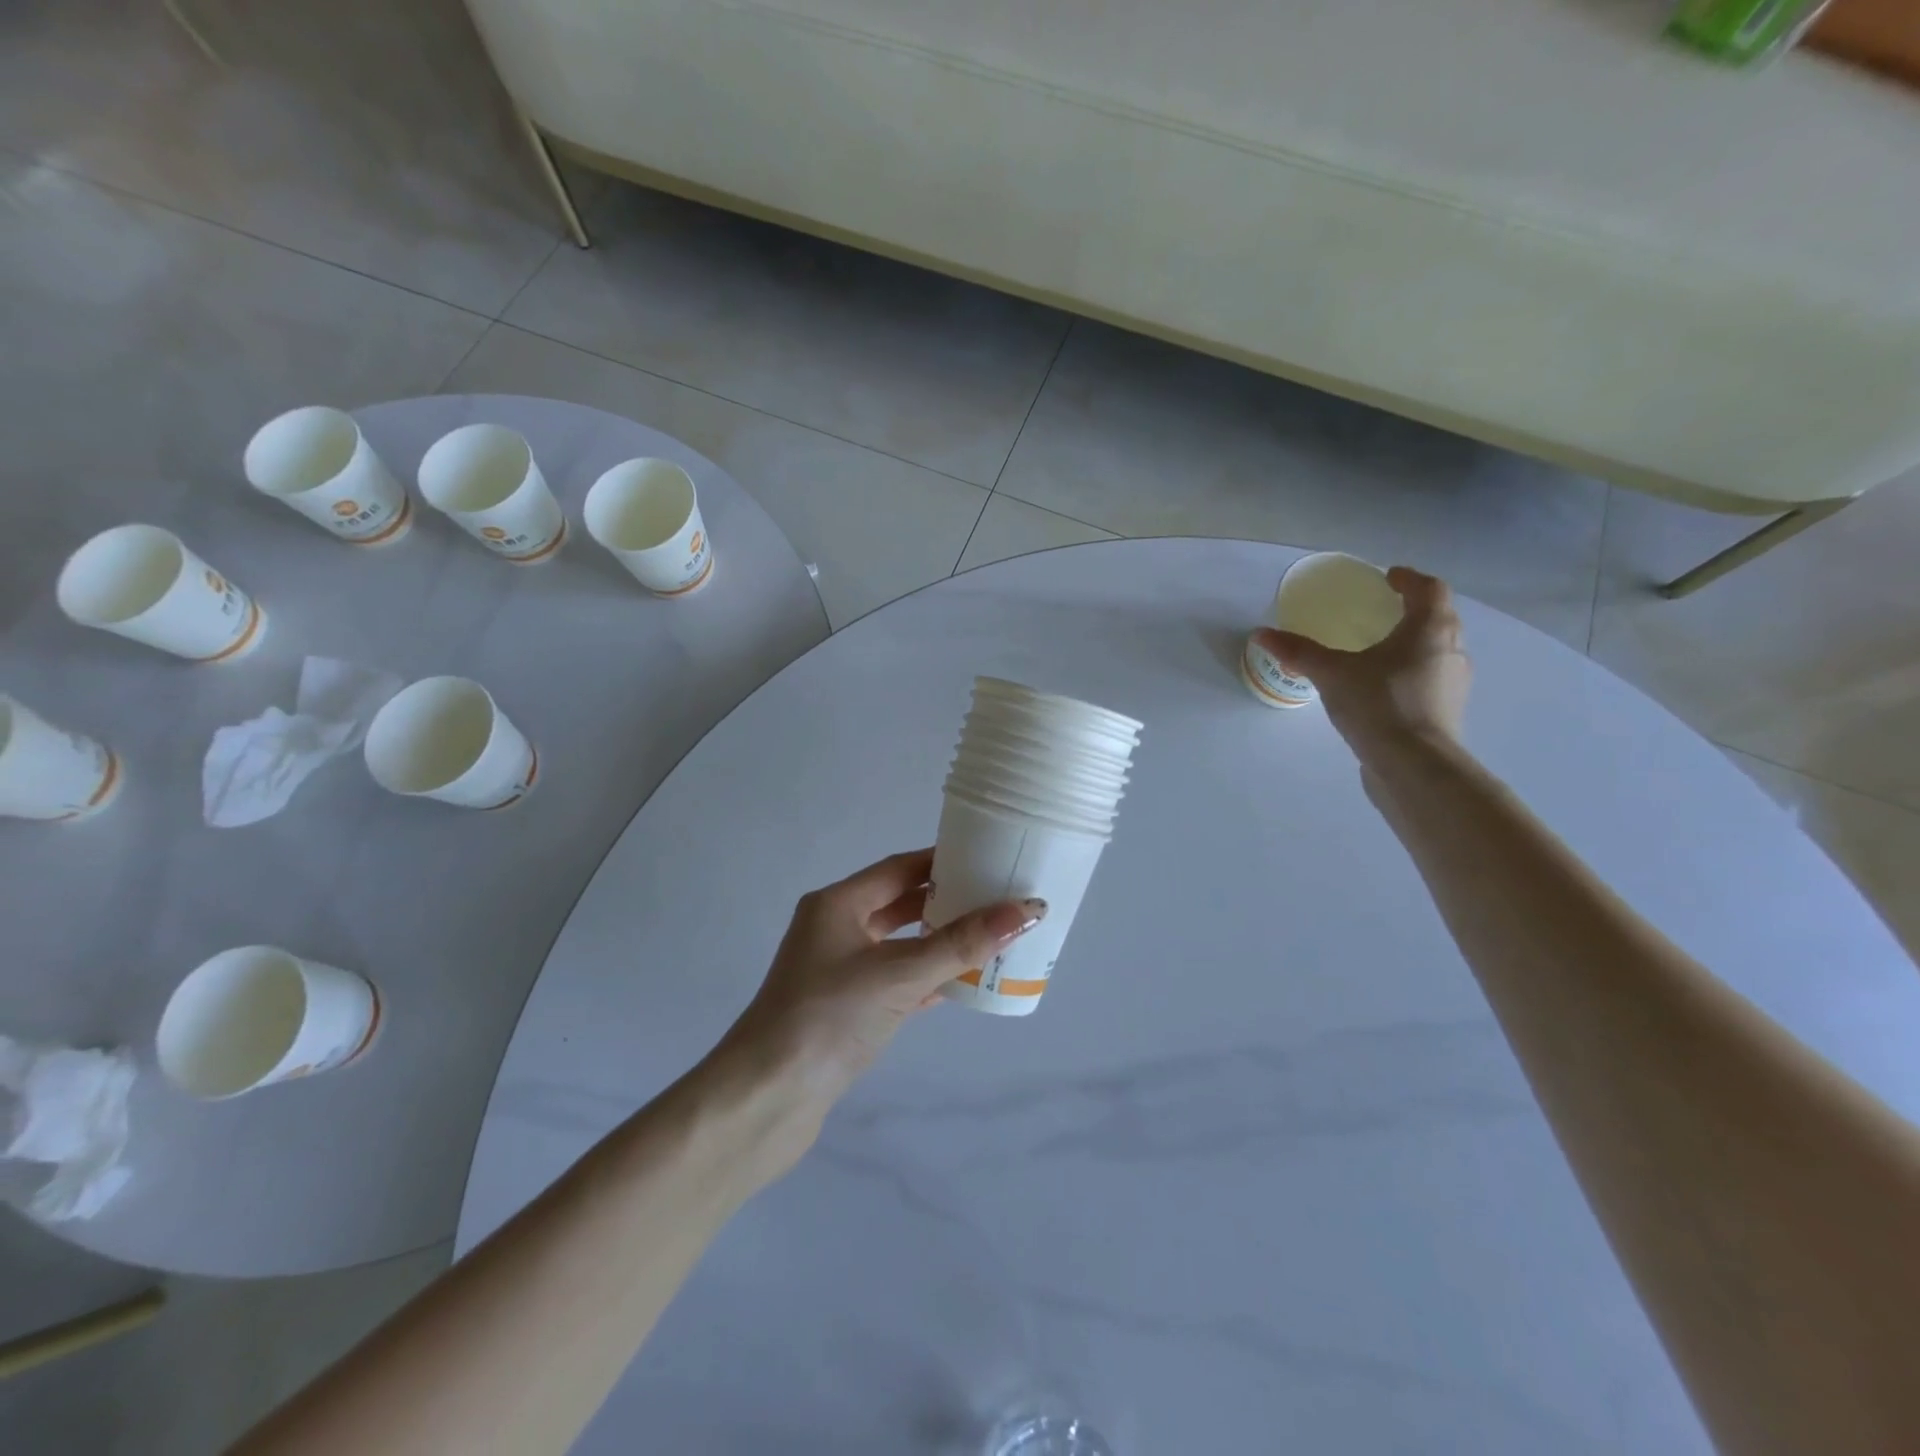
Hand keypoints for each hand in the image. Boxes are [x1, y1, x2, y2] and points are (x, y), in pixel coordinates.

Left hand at [721, 848, 1042, 1113]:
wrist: (767, 1099)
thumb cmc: (828, 1017)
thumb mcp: (899, 974)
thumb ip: (962, 944)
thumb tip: (1027, 910)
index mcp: (837, 904)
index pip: (899, 868)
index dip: (942, 861)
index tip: (987, 857)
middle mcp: (834, 929)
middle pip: (899, 904)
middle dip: (946, 902)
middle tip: (997, 898)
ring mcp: (837, 971)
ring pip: (898, 946)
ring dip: (938, 942)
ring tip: (989, 937)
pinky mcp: (845, 1009)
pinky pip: (895, 981)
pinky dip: (926, 979)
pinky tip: (962, 982)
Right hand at [1251, 566, 1469, 759]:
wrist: (1414, 766)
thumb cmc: (1380, 705)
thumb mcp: (1332, 674)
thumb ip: (1299, 652)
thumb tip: (1261, 633)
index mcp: (1430, 629)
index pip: (1429, 589)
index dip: (1408, 579)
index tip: (1388, 577)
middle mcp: (1451, 649)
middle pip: (1437, 618)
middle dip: (1412, 610)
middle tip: (1381, 611)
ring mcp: (1452, 683)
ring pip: (1435, 651)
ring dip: (1412, 644)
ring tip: (1379, 650)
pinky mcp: (1445, 711)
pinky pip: (1428, 679)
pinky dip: (1409, 673)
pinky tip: (1381, 688)